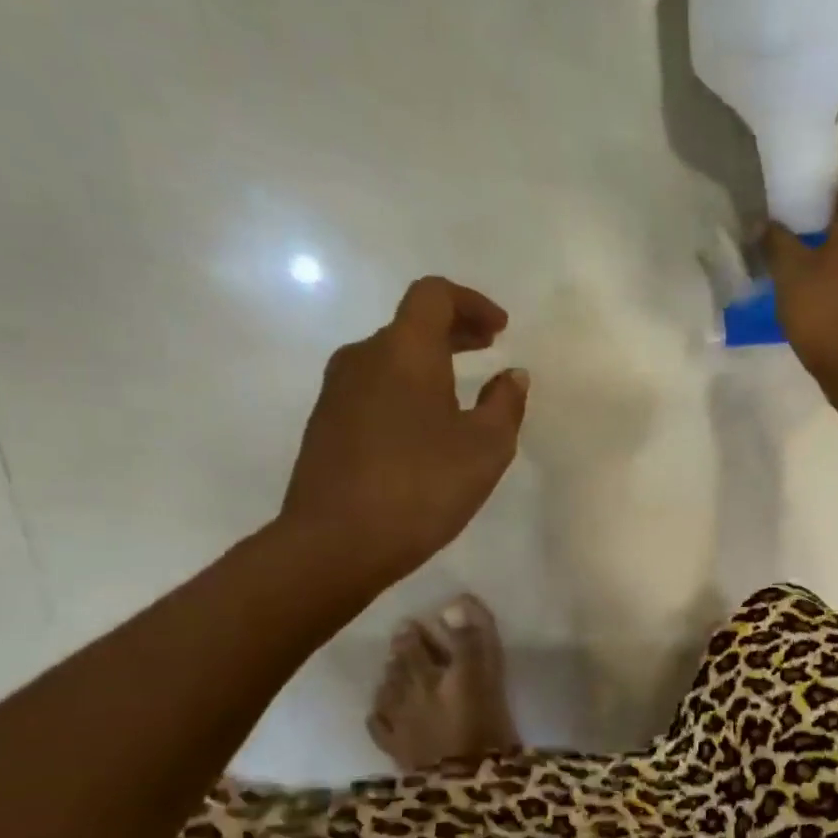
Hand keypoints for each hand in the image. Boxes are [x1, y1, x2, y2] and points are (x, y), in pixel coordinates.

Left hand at [279, 278, 528, 587]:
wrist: (335, 542)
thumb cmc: (422, 486)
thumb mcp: (486, 448)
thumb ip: (505, 404)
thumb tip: (512, 375)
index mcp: (404, 351)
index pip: (434, 295)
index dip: (471, 302)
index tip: (501, 330)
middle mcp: (364, 357)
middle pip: (411, 324)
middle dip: (455, 330)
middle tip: (490, 348)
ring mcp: (337, 391)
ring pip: (390, 357)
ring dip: (429, 362)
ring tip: (462, 392)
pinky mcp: (326, 424)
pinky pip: (374, 387)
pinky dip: (407, 388)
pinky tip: (426, 427)